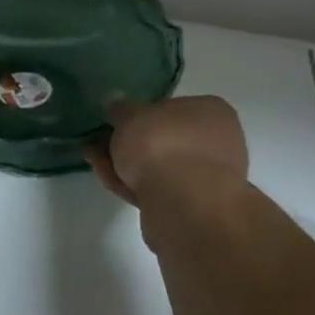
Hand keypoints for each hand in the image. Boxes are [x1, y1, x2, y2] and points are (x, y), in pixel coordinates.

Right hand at [86, 96, 249, 207]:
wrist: (182, 204)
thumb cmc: (161, 143)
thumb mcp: (130, 115)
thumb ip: (121, 109)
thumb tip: (117, 105)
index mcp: (212, 112)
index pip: (175, 107)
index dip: (142, 114)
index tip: (118, 121)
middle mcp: (218, 143)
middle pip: (165, 140)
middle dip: (131, 143)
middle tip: (100, 143)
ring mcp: (208, 179)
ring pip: (160, 168)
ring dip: (127, 165)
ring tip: (96, 162)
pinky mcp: (194, 209)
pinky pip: (159, 190)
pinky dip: (135, 185)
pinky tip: (109, 180)